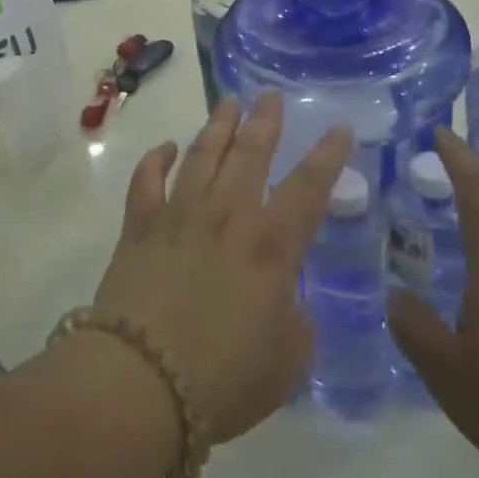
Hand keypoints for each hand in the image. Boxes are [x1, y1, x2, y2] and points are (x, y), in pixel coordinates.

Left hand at [93, 92, 351, 444]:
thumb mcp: (287, 360)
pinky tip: (166, 148)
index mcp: (272, 246)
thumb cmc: (224, 378)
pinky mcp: (139, 227)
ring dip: (218, 126)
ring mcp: (179, 215)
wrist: (141, 382)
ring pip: (202, 155)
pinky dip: (157, 159)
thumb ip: (295, 322)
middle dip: (265, 121)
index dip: (328, 156)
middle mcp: (227, 216)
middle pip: (250, 154)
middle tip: (270, 95)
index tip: (339, 127)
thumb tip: (284, 300)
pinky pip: (146, 180)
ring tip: (228, 103)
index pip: (309, 188)